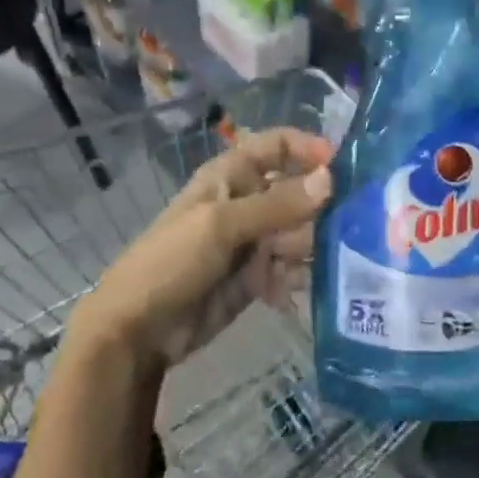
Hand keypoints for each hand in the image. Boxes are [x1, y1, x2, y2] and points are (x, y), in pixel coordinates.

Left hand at [77, 129, 332, 373]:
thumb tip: (330, 179)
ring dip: (309, 247)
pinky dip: (296, 277)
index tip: (341, 168)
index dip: (308, 148)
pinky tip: (288, 292)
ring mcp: (253, 242)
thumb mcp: (221, 226)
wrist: (137, 331)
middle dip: (318, 208)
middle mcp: (246, 203)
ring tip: (302, 266)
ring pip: (300, 232)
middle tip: (340, 230)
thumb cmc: (171, 262)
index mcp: (231, 176)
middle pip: (297, 192)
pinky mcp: (257, 277)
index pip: (277, 146)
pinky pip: (291, 268)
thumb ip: (277, 204)